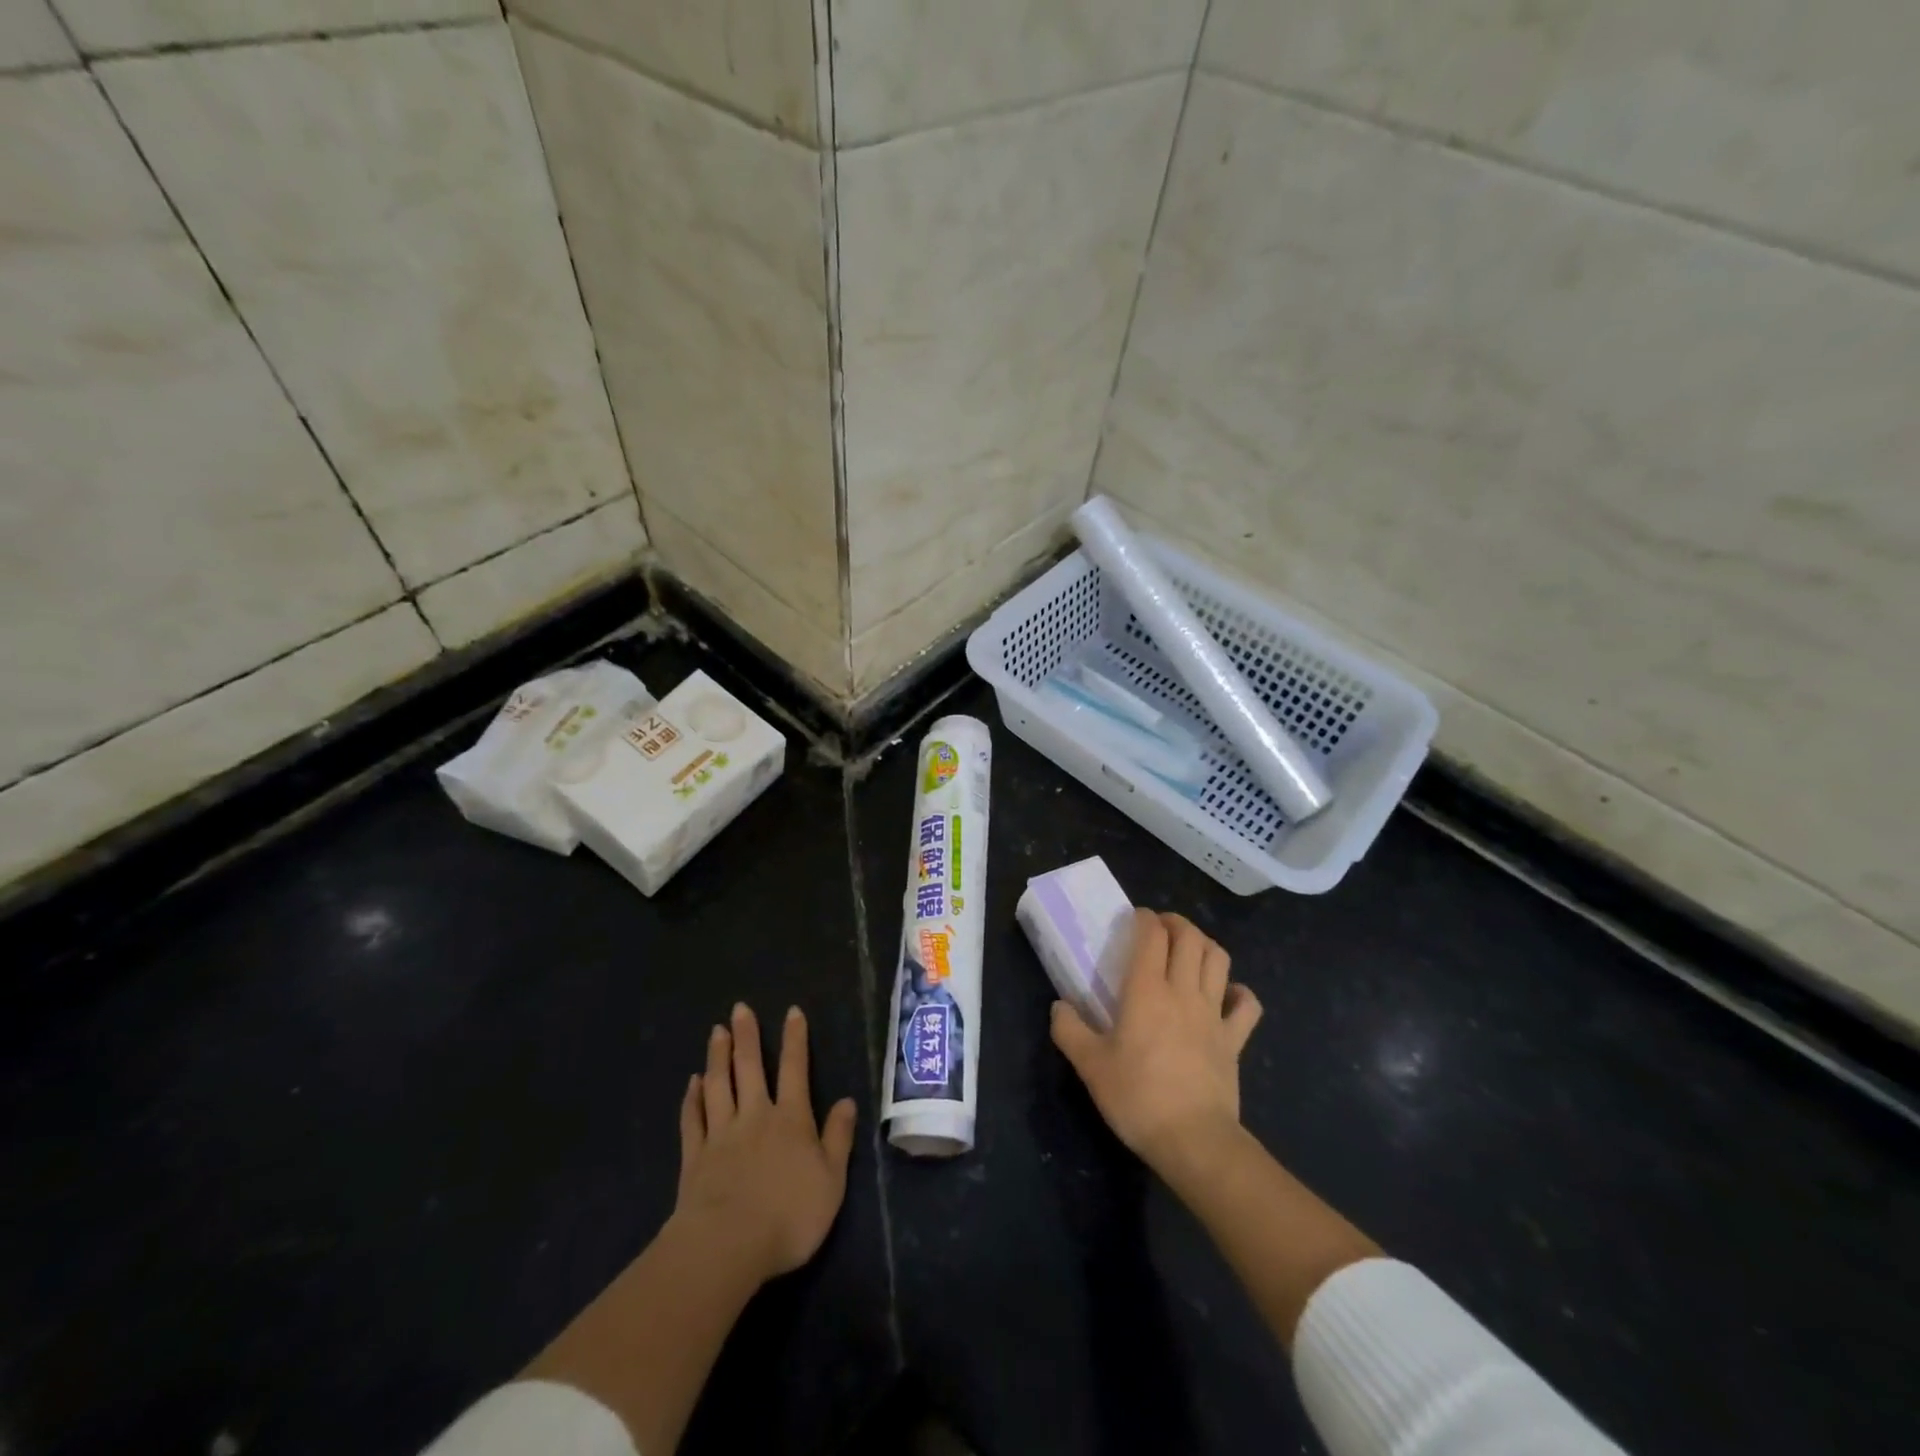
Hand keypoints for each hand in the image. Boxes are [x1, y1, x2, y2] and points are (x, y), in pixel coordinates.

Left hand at [671, 1003, 857, 1285]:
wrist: (727, 1246)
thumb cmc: (789, 1215)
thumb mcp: (831, 1180)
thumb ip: (838, 1138)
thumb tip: (847, 1101)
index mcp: (791, 1120)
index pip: (795, 1069)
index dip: (795, 1039)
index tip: (791, 1011)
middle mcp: (755, 1117)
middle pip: (750, 1068)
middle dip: (747, 1036)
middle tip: (739, 1008)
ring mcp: (721, 1135)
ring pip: (719, 1086)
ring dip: (718, 1057)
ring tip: (716, 1032)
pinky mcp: (694, 1158)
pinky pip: (692, 1120)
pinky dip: (691, 1099)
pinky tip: (691, 1083)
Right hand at [1051, 910, 1262, 1177]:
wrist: (1193, 1141)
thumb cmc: (1137, 1097)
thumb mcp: (1089, 1066)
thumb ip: (1069, 1030)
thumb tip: (1059, 1006)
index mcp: (1146, 990)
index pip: (1151, 934)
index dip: (1144, 918)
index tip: (1134, 919)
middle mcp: (1183, 991)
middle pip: (1190, 937)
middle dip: (1176, 923)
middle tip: (1160, 929)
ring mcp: (1213, 1014)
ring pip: (1219, 959)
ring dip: (1205, 945)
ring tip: (1190, 950)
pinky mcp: (1234, 1040)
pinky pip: (1247, 1005)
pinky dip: (1239, 992)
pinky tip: (1227, 994)